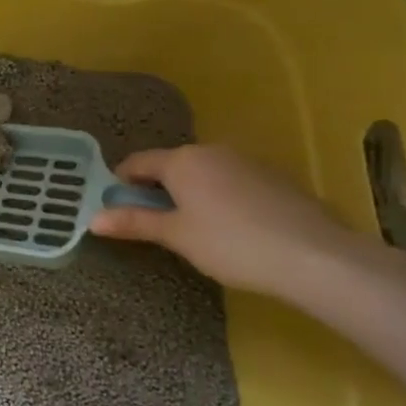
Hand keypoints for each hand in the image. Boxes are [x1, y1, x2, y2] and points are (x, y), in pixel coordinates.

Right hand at [89, 143, 380, 301]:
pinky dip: (220, 196)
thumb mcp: (176, 236)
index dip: (121, 182)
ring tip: (193, 227)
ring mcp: (246, 160)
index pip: (138, 162)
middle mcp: (211, 151)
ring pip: (203, 172)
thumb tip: (92, 219)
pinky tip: (232, 227)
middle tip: (154, 222)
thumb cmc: (231, 244)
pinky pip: (232, 180)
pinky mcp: (273, 176)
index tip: (116, 206)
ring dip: (190, 192)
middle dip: (157, 188)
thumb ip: (134, 223)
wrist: (313, 255)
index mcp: (181, 160)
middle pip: (171, 165)